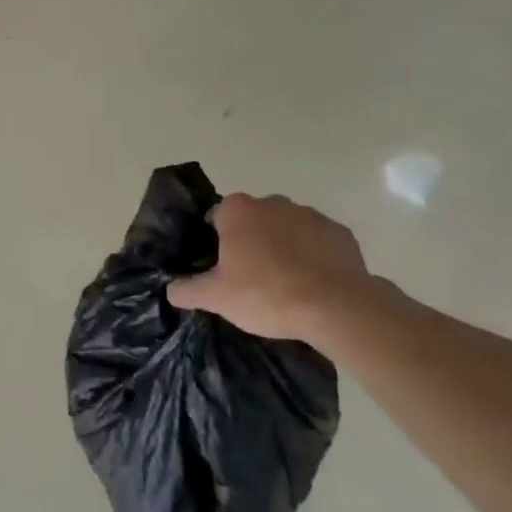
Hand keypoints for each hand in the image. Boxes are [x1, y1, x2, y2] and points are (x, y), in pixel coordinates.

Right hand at [167, 194, 372, 341]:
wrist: (337, 308)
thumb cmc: (266, 294)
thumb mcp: (216, 298)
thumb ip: (188, 290)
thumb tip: (170, 290)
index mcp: (238, 210)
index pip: (217, 217)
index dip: (217, 242)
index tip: (222, 267)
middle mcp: (272, 202)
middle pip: (253, 221)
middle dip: (251, 242)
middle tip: (251, 279)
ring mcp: (310, 215)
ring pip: (286, 229)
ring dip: (283, 247)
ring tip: (286, 285)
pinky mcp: (341, 233)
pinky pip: (318, 242)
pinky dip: (313, 256)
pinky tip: (314, 284)